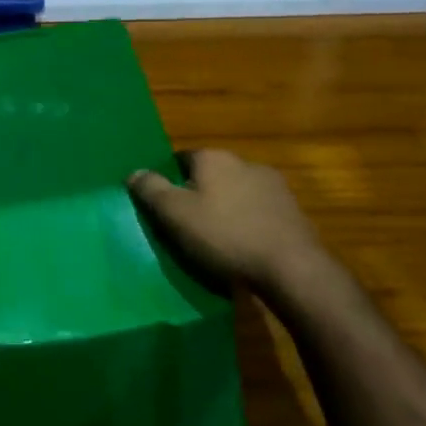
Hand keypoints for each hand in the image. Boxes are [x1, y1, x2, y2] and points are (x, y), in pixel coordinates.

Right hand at [129, 149, 326, 290]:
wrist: (291, 267)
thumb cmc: (224, 236)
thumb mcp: (175, 214)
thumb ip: (151, 190)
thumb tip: (133, 172)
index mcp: (213, 158)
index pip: (182, 158)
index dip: (170, 180)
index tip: (165, 206)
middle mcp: (243, 161)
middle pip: (211, 174)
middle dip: (200, 194)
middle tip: (188, 225)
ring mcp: (273, 185)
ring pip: (237, 192)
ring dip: (227, 208)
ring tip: (218, 240)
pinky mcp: (292, 210)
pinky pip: (259, 211)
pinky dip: (249, 223)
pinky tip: (246, 247)